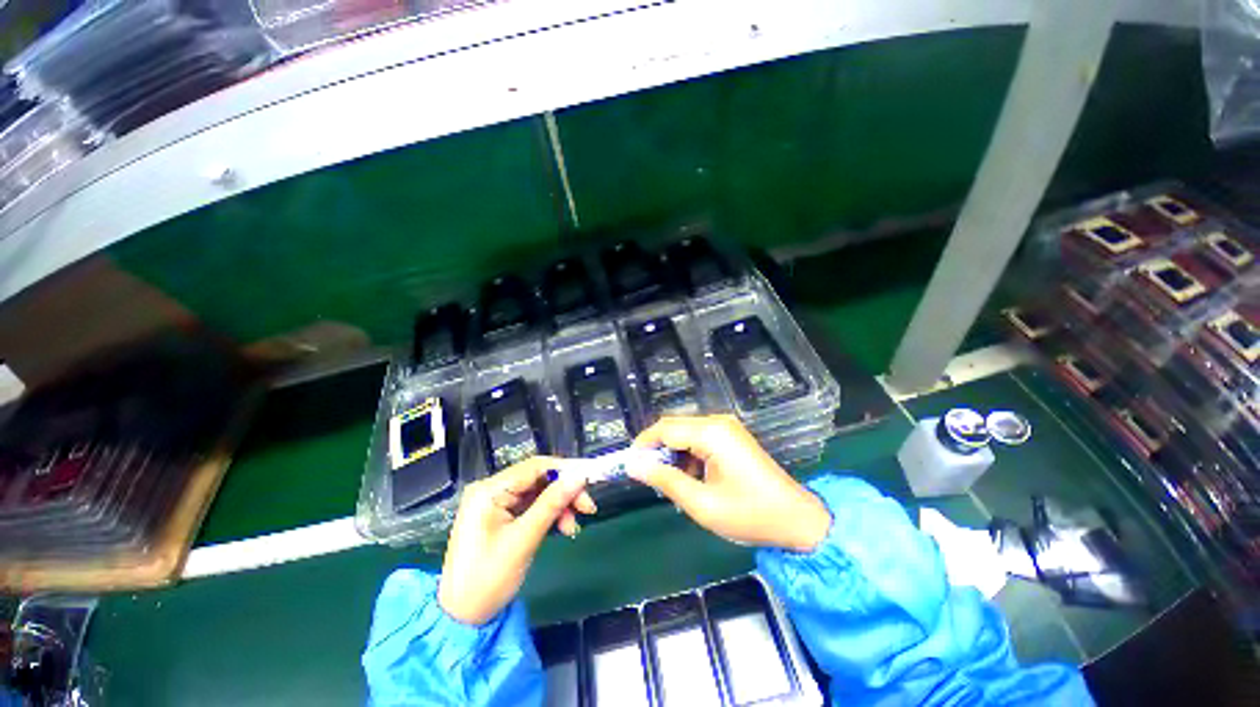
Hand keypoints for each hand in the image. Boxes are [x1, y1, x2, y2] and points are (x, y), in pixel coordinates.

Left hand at [438, 456, 595, 624]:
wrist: (462, 618)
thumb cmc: (487, 580)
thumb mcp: (524, 539)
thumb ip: (552, 503)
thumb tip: (580, 476)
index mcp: (489, 490)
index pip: (535, 466)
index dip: (565, 469)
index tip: (590, 479)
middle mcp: (492, 489)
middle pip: (539, 478)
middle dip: (565, 491)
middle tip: (587, 508)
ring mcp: (496, 502)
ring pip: (539, 492)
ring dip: (560, 505)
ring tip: (573, 527)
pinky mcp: (501, 515)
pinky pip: (533, 505)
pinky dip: (550, 514)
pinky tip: (562, 528)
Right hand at [630, 415, 830, 551]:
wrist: (797, 520)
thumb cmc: (750, 514)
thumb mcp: (701, 503)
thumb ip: (664, 480)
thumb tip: (633, 465)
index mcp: (711, 432)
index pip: (664, 429)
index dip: (643, 445)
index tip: (629, 467)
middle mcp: (717, 422)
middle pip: (673, 427)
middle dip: (657, 450)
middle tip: (649, 479)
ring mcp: (726, 428)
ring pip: (684, 433)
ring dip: (673, 455)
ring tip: (672, 484)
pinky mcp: (731, 436)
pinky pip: (698, 439)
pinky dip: (688, 456)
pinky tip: (692, 478)